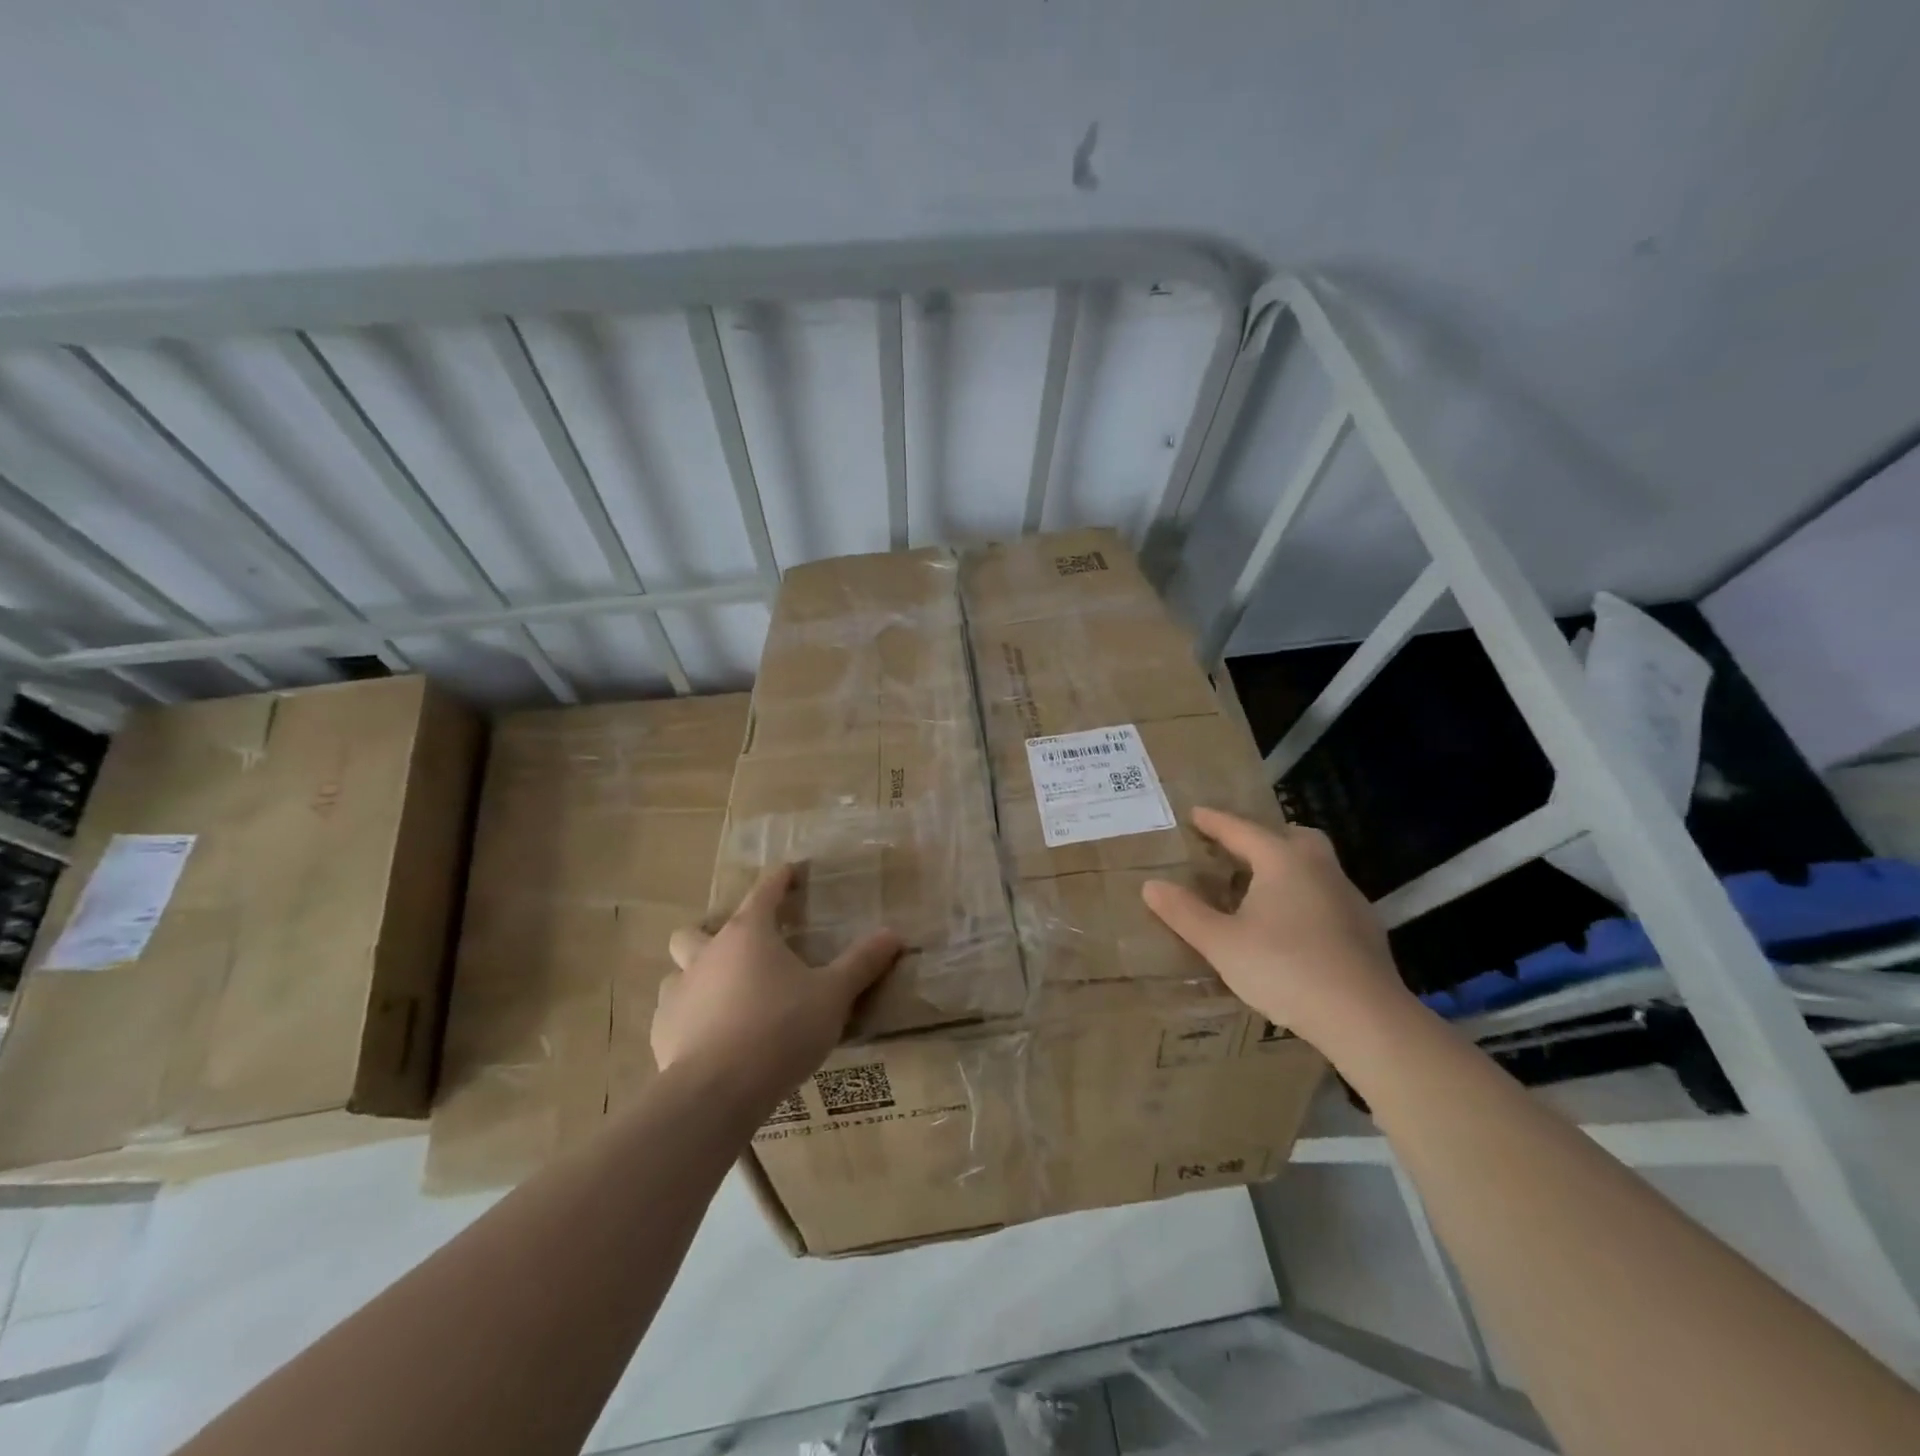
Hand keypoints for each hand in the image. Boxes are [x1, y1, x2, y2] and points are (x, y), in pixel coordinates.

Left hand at [655, 865, 901, 1108]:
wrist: (717, 1091)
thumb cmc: (780, 1029)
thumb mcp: (833, 995)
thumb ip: (861, 963)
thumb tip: (893, 934)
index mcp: (748, 935)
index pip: (764, 893)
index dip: (778, 880)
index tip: (787, 871)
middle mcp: (707, 955)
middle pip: (694, 931)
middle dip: (711, 934)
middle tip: (739, 953)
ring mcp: (679, 994)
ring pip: (678, 972)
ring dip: (697, 978)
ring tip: (723, 998)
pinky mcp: (662, 1033)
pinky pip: (674, 1014)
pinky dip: (690, 1018)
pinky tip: (710, 1040)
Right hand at [1141, 807, 1412, 1048]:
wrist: (1365, 1018)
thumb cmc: (1285, 969)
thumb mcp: (1222, 943)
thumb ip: (1185, 913)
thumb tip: (1151, 885)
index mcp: (1282, 862)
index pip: (1241, 830)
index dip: (1214, 822)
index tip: (1195, 813)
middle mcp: (1319, 868)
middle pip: (1292, 837)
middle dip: (1264, 837)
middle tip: (1237, 849)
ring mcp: (1348, 898)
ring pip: (1315, 866)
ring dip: (1287, 867)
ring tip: (1261, 890)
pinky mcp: (1365, 929)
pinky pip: (1328, 896)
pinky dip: (1306, 897)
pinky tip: (1293, 927)